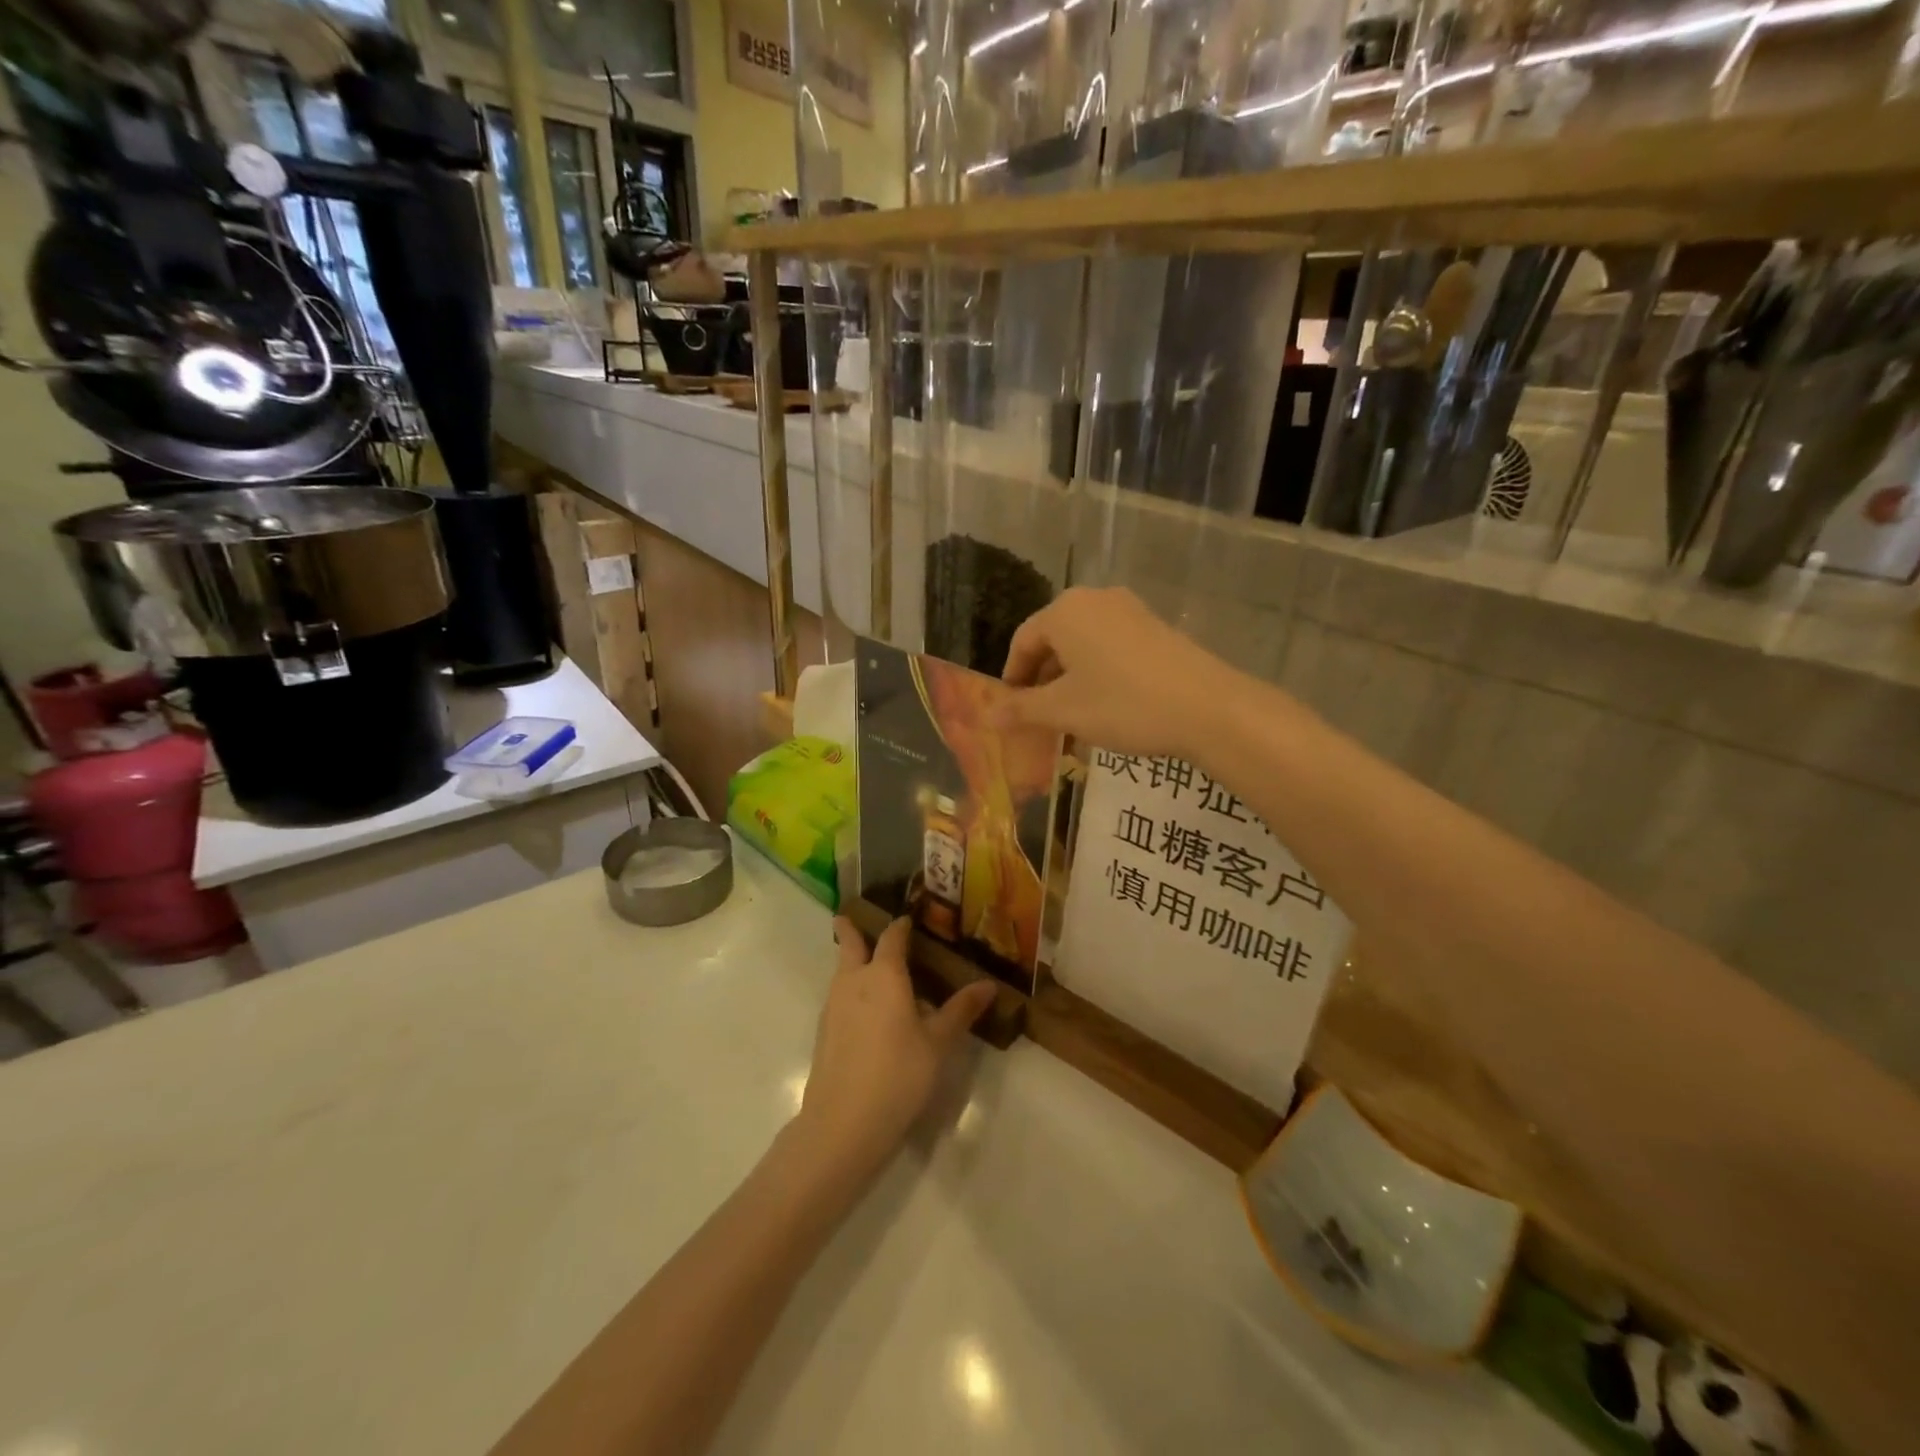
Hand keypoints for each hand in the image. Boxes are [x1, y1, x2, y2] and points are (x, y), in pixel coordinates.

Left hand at [795, 918, 996, 1177]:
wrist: (843, 1122)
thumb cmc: (899, 1074)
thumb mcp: (938, 1043)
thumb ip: (960, 1010)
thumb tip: (988, 984)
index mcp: (884, 975)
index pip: (892, 938)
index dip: (900, 926)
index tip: (907, 918)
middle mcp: (854, 981)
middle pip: (849, 945)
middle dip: (850, 930)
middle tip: (851, 917)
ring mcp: (833, 1006)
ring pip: (840, 971)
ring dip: (849, 960)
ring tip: (866, 964)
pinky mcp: (824, 1033)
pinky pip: (838, 997)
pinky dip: (848, 990)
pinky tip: (864, 1011)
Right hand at [991, 587, 1245, 761]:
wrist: (1207, 708)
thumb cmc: (1122, 704)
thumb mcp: (1064, 711)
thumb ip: (1022, 709)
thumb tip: (989, 715)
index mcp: (1065, 611)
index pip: (1023, 641)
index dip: (1012, 677)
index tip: (1012, 710)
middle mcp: (1095, 600)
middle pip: (1054, 640)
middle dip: (1042, 680)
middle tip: (1040, 718)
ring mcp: (1130, 610)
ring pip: (1083, 645)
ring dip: (1070, 680)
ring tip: (1072, 717)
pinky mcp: (1155, 627)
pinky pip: (1111, 647)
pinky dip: (1098, 674)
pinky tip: (1107, 706)